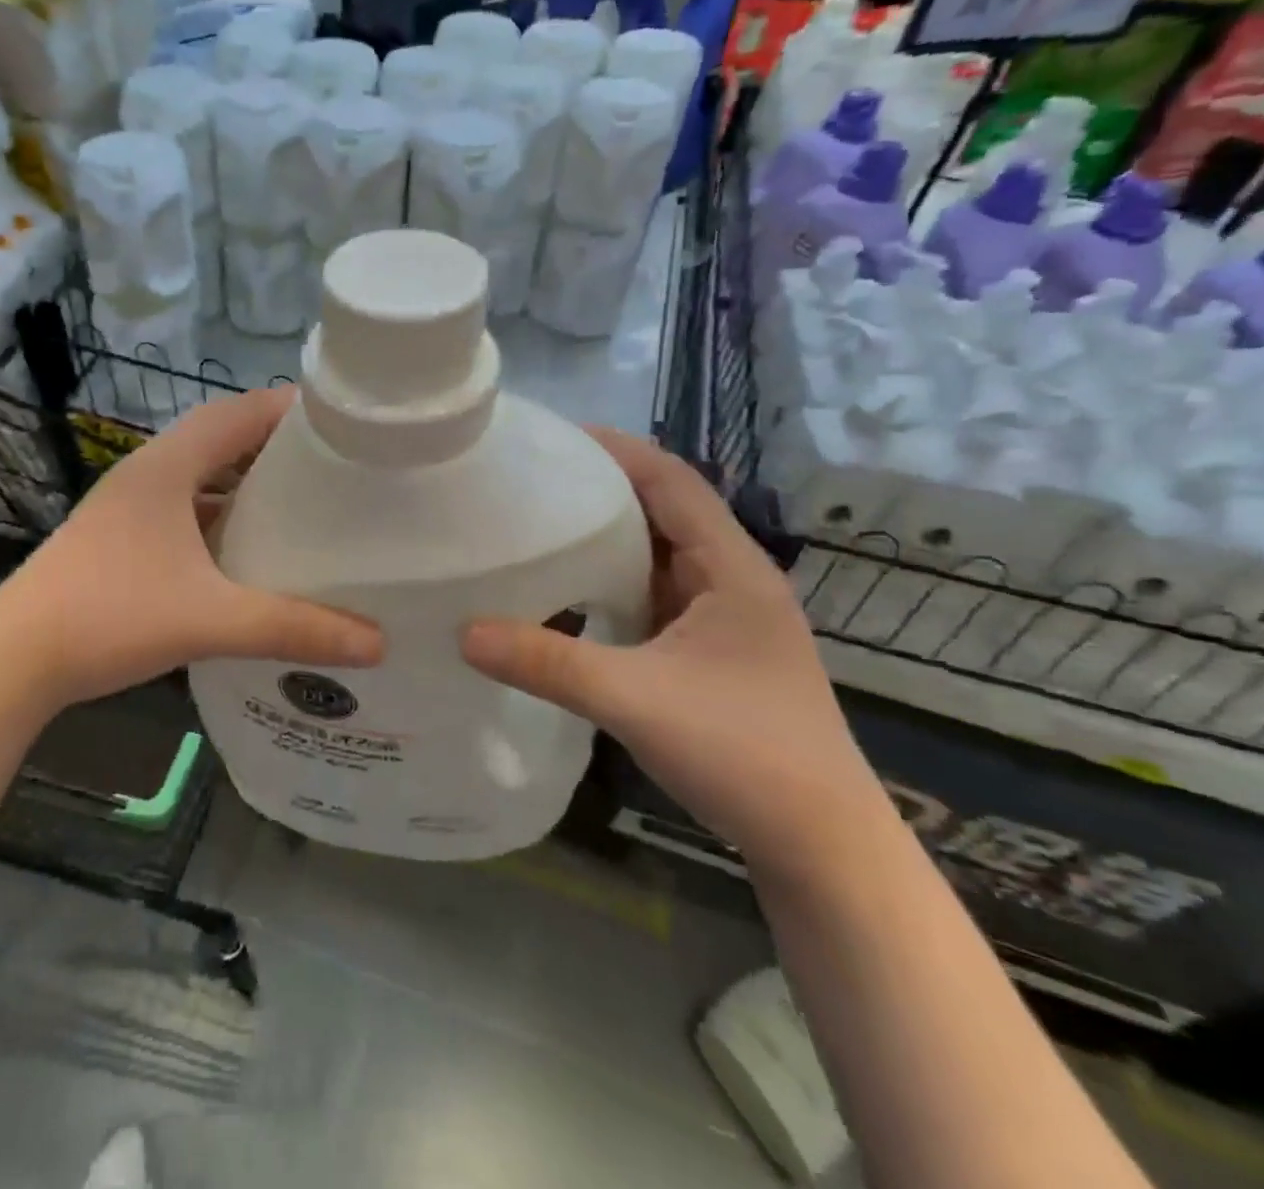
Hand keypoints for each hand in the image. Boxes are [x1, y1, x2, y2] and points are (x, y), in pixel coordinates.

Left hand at [0, 389, 383, 714]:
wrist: (12, 660)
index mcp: (167, 467)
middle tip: (332, 465)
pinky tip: (244, 552)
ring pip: (199, 477)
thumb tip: (377, 643)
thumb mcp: (210, 619)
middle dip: (274, 447)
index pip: (238, 413)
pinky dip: (218, 518)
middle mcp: (146, 474)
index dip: (289, 409)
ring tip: (299, 503)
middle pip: (220, 439)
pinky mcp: (119, 538)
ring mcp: (127, 506)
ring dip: (243, 484)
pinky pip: (182, 510)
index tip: (342, 421)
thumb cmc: (111, 616)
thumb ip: (293, 627)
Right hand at [461, 430, 894, 878]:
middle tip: (529, 481)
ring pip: (656, 556)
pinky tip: (568, 594)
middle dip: (600, 489)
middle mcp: (730, 580)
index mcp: (730, 568)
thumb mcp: (634, 700)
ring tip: (538, 526)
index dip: (616, 450)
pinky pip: (651, 597)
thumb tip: (463, 632)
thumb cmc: (744, 754)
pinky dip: (611, 584)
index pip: (671, 480)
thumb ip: (547, 663)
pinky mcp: (709, 652)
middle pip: (662, 511)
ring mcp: (722, 619)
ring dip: (605, 539)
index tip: (552, 438)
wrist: (822, 847)